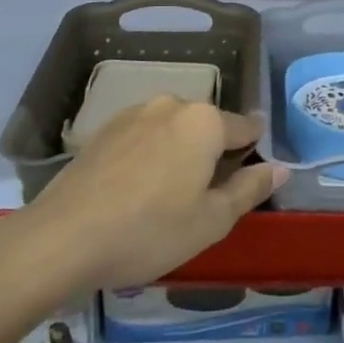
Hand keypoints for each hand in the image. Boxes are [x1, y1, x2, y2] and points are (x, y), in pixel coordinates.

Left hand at [26, 96, 288, 287]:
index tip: (251, 174)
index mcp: (204, 121)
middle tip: (206, 197)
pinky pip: (142, 136)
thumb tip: (280, 167)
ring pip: (172, 129)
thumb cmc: (150, 230)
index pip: (244, 128)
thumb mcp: (212, 220)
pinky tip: (135, 190)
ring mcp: (134, 113)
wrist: (63, 237)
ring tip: (167, 196)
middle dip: (212, 152)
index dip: (253, 151)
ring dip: (178, 153)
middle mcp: (172, 105)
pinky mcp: (103, 129)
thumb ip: (250, 189)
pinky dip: (148, 156)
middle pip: (206, 126)